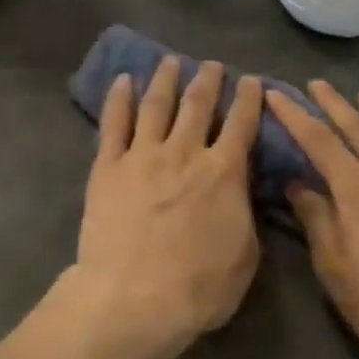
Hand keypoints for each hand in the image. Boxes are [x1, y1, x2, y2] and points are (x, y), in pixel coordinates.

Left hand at [72, 58, 263, 358]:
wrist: (133, 297)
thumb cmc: (197, 287)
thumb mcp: (245, 256)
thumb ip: (244, 213)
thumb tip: (240, 189)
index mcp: (223, 173)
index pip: (241, 125)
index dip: (248, 100)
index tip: (251, 81)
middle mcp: (184, 153)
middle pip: (198, 106)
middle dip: (207, 81)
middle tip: (210, 64)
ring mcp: (142, 155)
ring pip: (156, 105)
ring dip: (165, 80)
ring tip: (170, 61)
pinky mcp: (108, 166)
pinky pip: (113, 123)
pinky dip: (118, 98)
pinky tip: (122, 80)